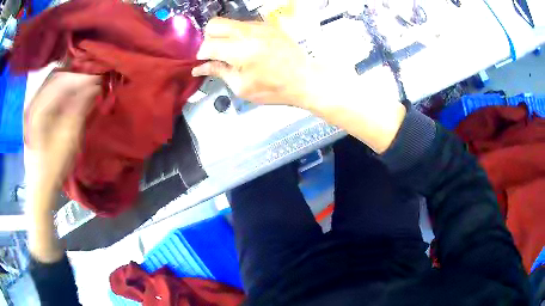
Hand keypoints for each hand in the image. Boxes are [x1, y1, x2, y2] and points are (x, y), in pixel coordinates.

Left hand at [25, 72, 100, 192]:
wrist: (41, 186)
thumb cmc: (53, 167)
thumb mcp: (68, 139)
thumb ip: (80, 109)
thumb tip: (95, 87)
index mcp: (38, 110)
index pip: (61, 81)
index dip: (81, 77)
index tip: (99, 77)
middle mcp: (33, 103)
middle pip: (56, 77)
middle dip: (76, 76)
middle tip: (93, 79)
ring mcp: (33, 107)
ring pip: (54, 83)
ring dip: (70, 82)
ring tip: (85, 85)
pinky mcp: (36, 112)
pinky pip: (51, 93)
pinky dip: (64, 90)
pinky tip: (73, 94)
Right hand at [192, 18, 318, 107]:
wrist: (305, 78)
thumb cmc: (273, 89)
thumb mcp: (242, 87)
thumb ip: (219, 72)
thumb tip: (199, 67)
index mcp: (240, 51)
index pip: (208, 45)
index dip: (201, 54)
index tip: (203, 62)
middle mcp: (248, 32)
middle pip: (214, 24)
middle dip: (208, 38)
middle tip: (215, 53)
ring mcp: (259, 25)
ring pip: (229, 22)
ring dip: (223, 34)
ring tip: (231, 51)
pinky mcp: (267, 24)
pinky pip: (243, 24)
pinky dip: (238, 33)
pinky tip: (246, 47)